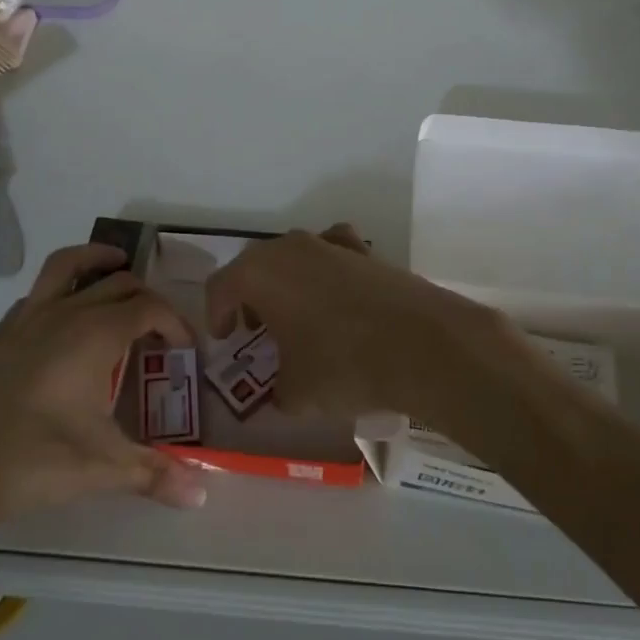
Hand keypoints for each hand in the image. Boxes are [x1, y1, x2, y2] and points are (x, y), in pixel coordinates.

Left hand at [0, 244, 205, 527]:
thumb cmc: (34, 458)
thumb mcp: (102, 467)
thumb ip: (155, 474)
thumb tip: (202, 495)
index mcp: (96, 334)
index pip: (149, 308)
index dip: (175, 323)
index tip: (186, 350)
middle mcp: (65, 312)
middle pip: (117, 282)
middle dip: (146, 297)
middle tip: (158, 327)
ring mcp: (27, 317)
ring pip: (69, 266)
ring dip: (98, 260)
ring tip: (116, 265)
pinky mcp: (0, 332)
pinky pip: (39, 292)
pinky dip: (62, 289)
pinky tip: (63, 319)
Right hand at [205, 223, 525, 425]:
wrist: (424, 346)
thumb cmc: (344, 366)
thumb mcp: (297, 393)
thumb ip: (277, 391)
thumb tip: (281, 393)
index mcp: (259, 274)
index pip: (220, 286)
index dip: (216, 314)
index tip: (226, 339)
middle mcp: (290, 248)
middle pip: (255, 266)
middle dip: (250, 297)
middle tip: (256, 329)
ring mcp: (331, 245)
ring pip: (294, 258)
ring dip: (287, 283)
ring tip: (297, 318)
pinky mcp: (368, 253)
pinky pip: (333, 256)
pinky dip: (327, 273)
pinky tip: (337, 299)